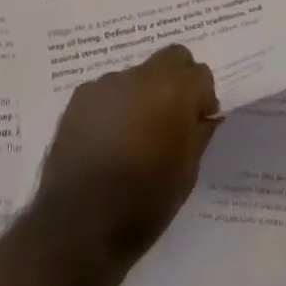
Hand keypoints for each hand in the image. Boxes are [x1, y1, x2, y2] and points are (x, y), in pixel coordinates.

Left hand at [35, 44, 219, 260]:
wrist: (79, 225)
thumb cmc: (144, 202)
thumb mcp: (187, 173)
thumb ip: (199, 133)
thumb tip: (206, 116)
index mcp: (172, 90)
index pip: (200, 73)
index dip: (203, 97)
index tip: (198, 122)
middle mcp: (140, 75)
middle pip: (170, 59)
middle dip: (178, 81)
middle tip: (172, 119)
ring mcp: (106, 83)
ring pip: (137, 76)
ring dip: (143, 96)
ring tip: (134, 136)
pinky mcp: (80, 97)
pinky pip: (109, 92)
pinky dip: (116, 107)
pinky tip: (108, 140)